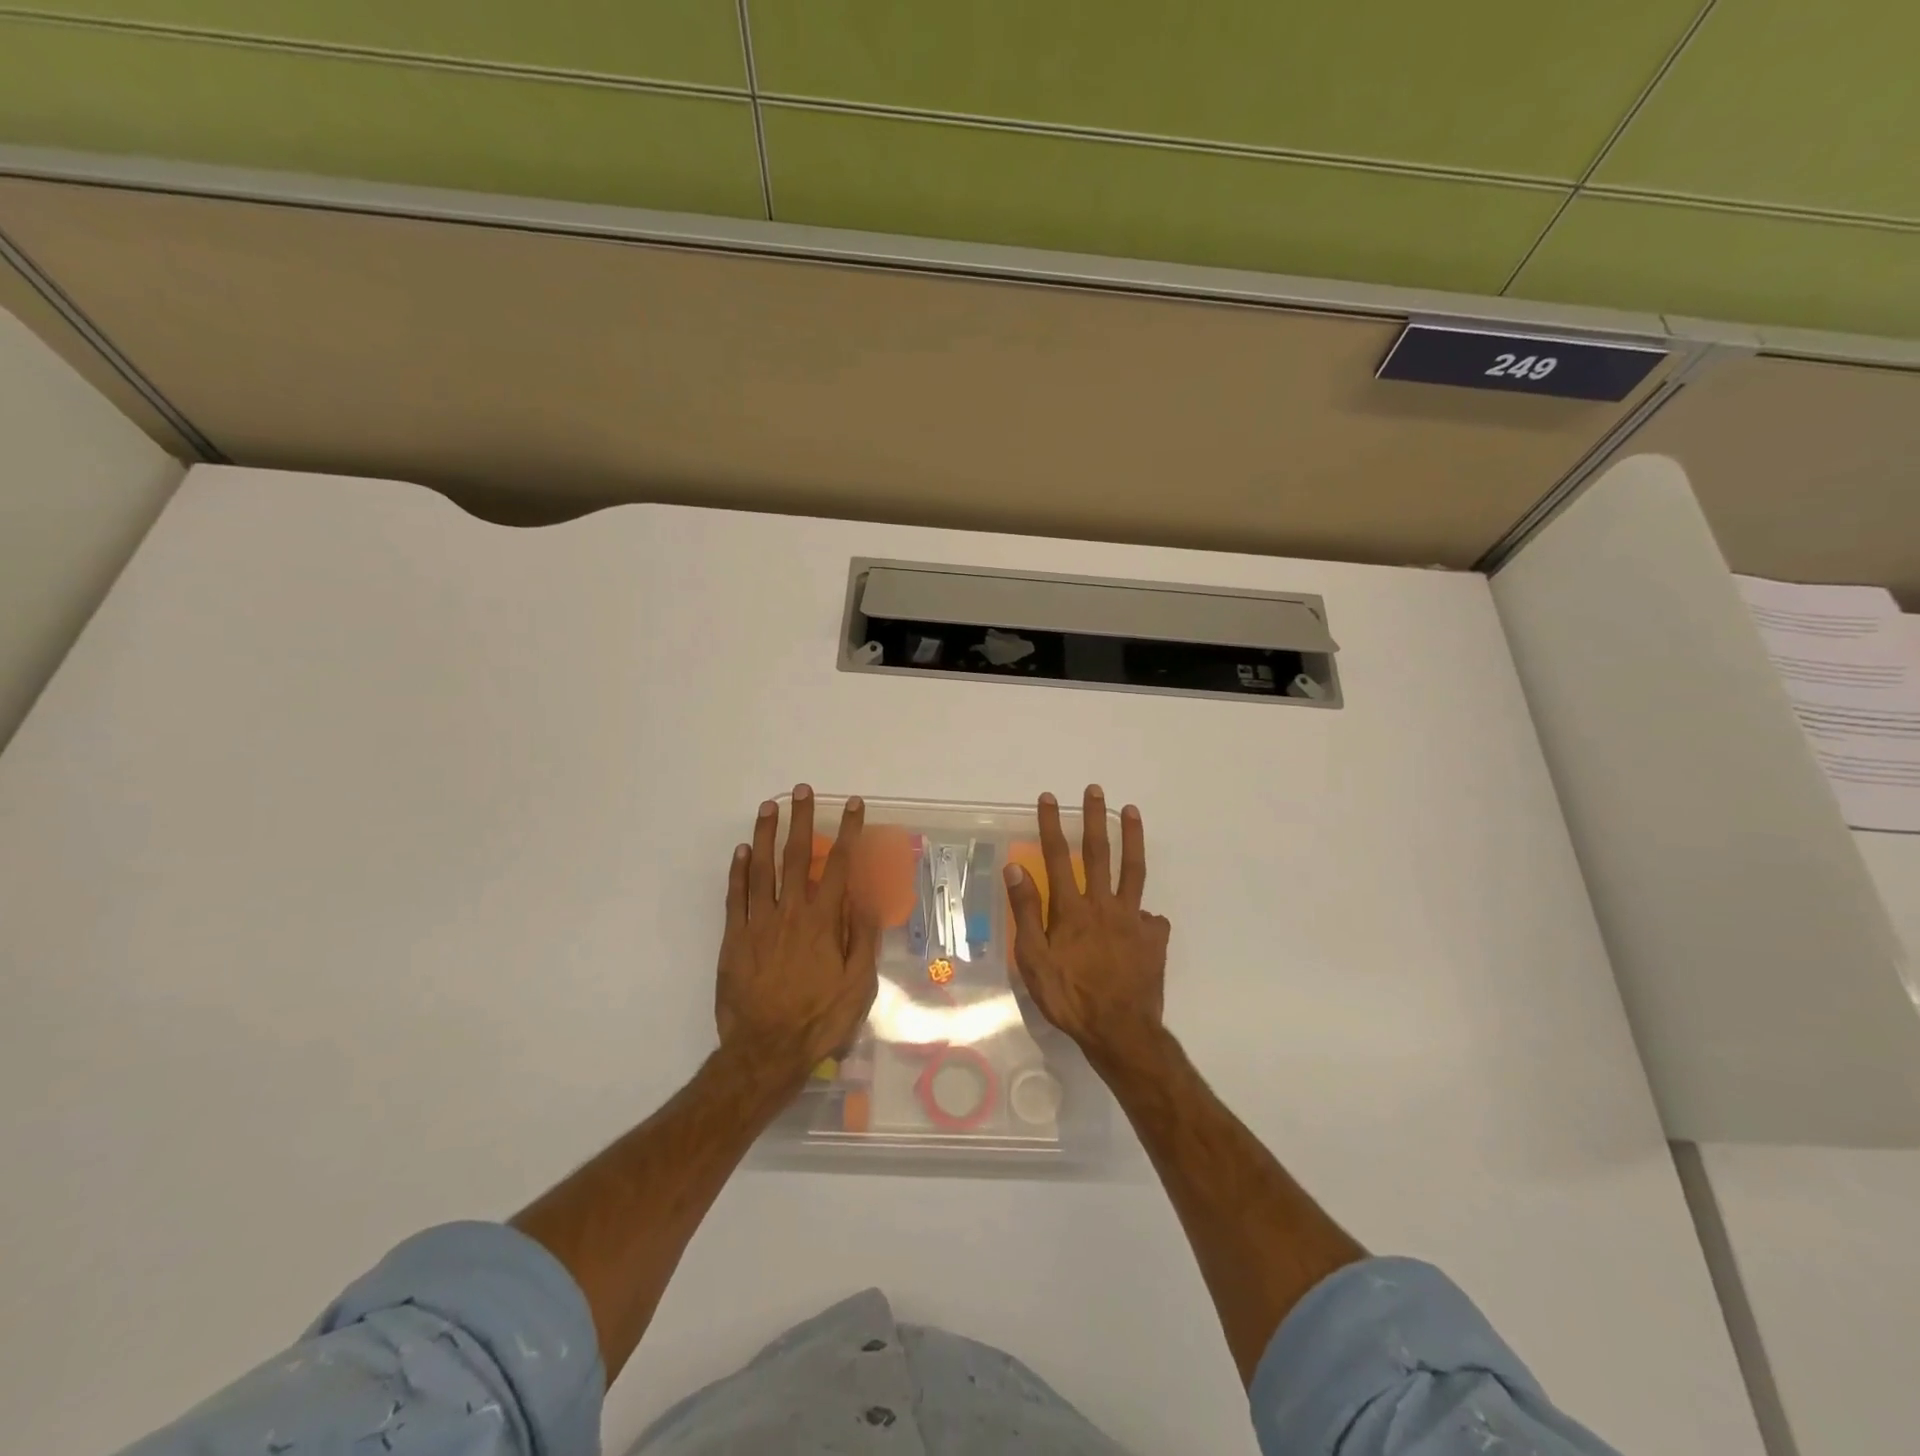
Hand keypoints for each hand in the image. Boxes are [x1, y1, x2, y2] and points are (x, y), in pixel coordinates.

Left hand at [715, 786, 878, 1083]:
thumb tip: (864, 898)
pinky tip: (742, 851)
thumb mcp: (858, 985)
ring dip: (766, 834)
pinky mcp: (734, 939)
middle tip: (802, 789)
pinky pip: (735, 896)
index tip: (853, 805)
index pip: (838, 865)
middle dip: (801, 819)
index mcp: (822, 921)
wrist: (765, 1050)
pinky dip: (738, 871)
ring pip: (761, 868)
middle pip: (796, 856)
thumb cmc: (819, 1019)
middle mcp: (789, 912)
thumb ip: (862, 938)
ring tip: (769, 806)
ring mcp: (758, 923)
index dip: (847, 832)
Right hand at [1004, 786, 1170, 1064]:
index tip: (1049, 797)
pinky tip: (1145, 915)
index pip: (1057, 857)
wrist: (1120, 1030)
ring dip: (1131, 838)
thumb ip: (1026, 912)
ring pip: (1133, 871)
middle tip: (1095, 790)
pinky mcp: (1153, 938)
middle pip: (1099, 853)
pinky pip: (1150, 918)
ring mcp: (1133, 920)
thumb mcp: (1034, 959)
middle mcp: (1103, 905)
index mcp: (1072, 909)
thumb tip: (1015, 867)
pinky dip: (1145, 912)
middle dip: (1094, 818)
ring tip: (1131, 811)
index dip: (1052, 825)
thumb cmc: (1069, 997)